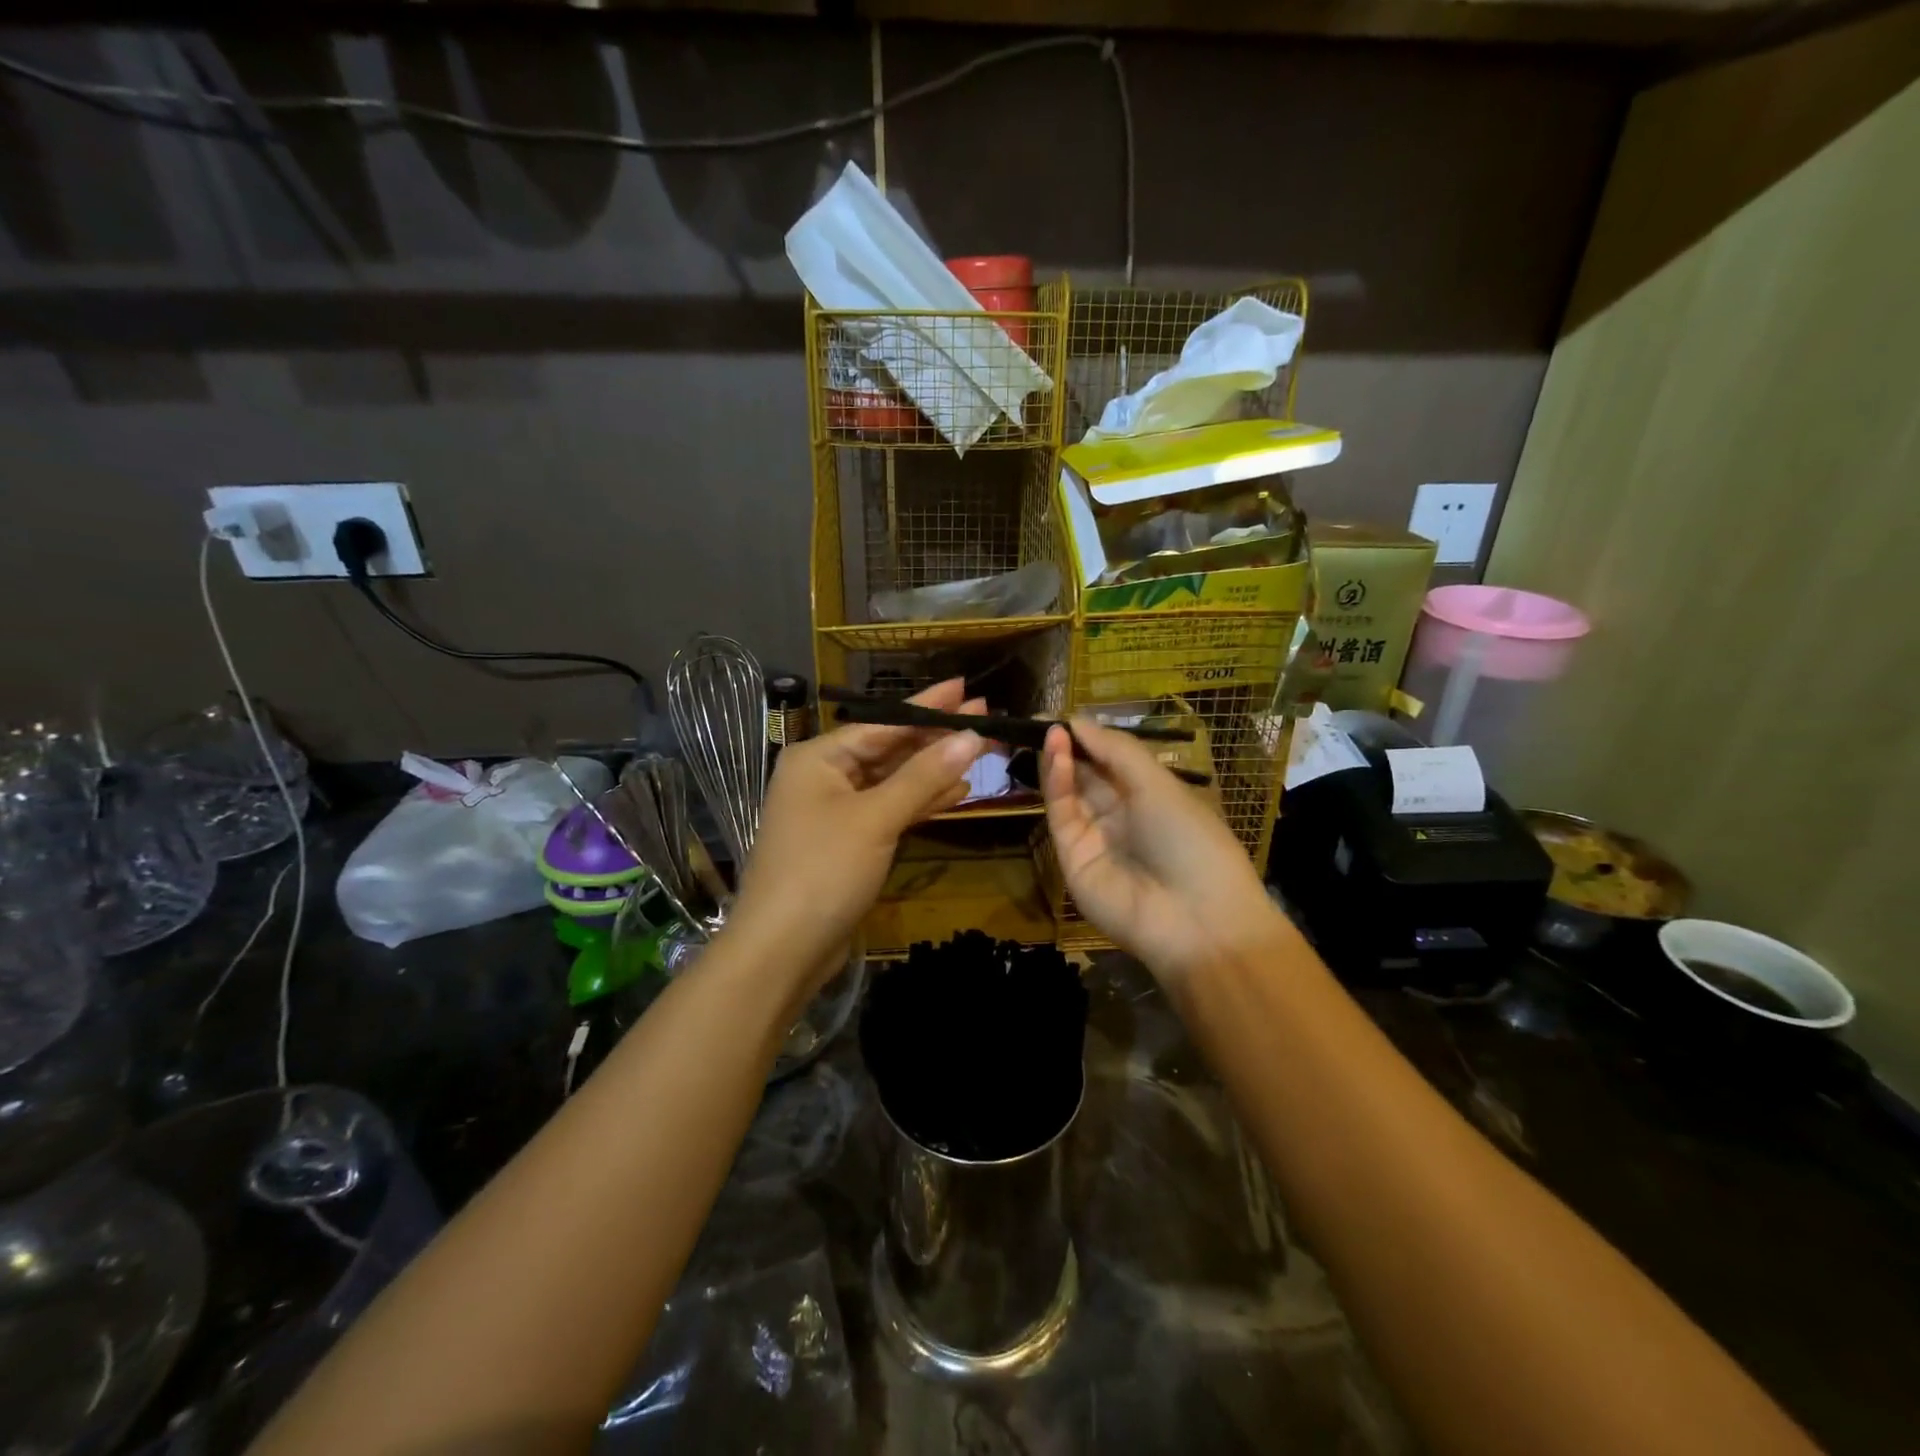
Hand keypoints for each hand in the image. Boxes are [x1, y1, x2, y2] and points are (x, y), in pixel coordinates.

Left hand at [729, 679, 985, 986]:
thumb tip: (971, 736)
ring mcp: (836, 812)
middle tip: (986, 717)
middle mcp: (824, 777)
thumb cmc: (823, 870)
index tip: (967, 688)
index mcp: (819, 759)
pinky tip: (957, 791)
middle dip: (936, 737)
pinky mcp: (849, 843)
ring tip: (980, 750)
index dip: (927, 706)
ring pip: (893, 781)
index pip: (882, 723)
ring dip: (934, 769)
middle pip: (889, 748)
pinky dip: (921, 802)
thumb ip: (924, 776)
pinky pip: (890, 810)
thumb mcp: (876, 818)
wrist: (782, 950)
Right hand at [1042, 718, 1279, 982]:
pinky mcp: (1072, 858)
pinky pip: (1062, 814)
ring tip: (1045, 730)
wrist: (1196, 919)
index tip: (1065, 713)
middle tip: (1041, 718)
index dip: (1089, 736)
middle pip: (1086, 775)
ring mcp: (1095, 838)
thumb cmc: (1191, 839)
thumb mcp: (1160, 784)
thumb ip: (1116, 750)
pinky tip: (1055, 755)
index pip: (1112, 760)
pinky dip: (1056, 783)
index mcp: (1151, 797)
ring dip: (1058, 760)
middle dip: (1067, 745)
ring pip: (1069, 792)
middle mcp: (1121, 816)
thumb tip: (1077, 721)